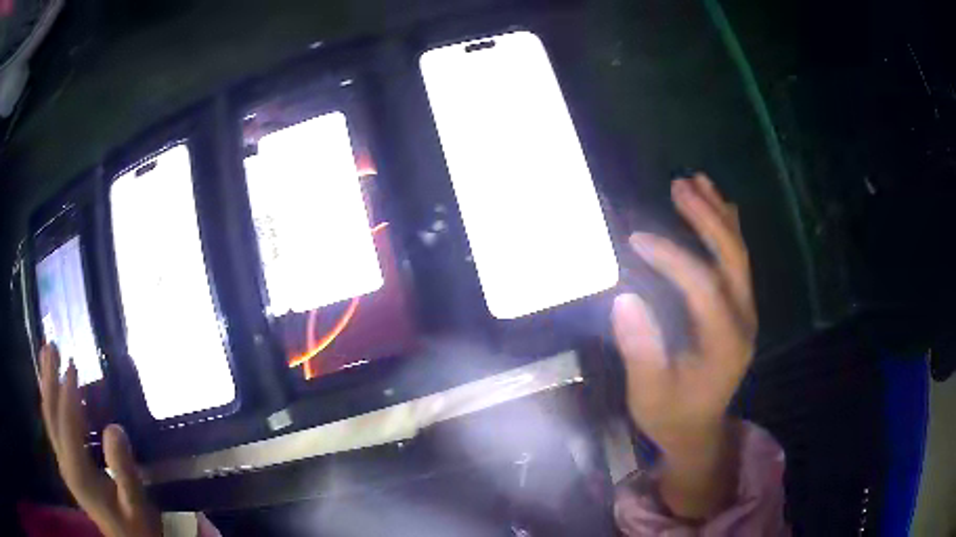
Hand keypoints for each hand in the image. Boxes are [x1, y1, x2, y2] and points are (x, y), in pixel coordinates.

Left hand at [40, 344, 161, 536]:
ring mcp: (65, 465)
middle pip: (51, 416)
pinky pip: (55, 428)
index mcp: (79, 475)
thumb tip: (114, 427)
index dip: (69, 395)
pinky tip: (57, 390)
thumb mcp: (137, 504)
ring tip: (47, 355)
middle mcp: (65, 465)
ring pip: (50, 419)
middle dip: (49, 379)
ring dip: (47, 385)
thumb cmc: (137, 527)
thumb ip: (124, 470)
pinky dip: (54, 403)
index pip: (67, 426)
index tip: (73, 363)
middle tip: (50, 344)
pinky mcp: (69, 466)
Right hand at [611, 173, 756, 518]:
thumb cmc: (671, 415)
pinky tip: (720, 205)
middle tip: (679, 185)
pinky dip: (728, 229)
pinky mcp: (740, 309)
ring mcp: (746, 313)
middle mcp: (743, 322)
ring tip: (697, 181)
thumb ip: (641, 351)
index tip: (637, 239)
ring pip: (739, 255)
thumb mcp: (649, 395)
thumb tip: (624, 299)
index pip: (703, 288)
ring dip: (719, 215)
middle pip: (732, 259)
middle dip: (707, 219)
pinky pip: (738, 262)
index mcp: (724, 344)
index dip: (673, 258)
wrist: (699, 430)